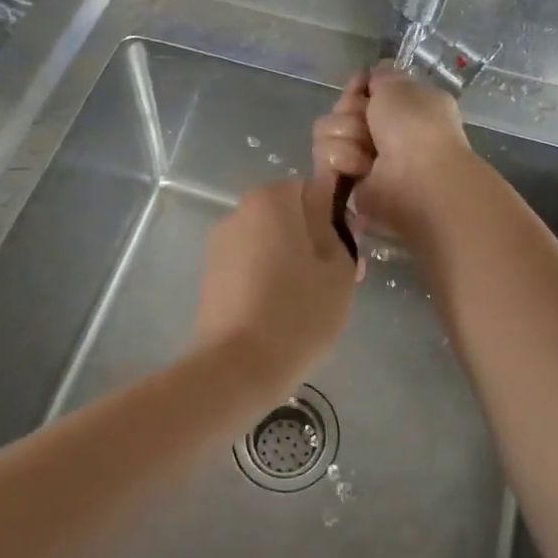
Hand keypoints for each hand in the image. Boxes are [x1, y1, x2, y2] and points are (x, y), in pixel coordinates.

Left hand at [193, 174, 359, 381]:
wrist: (237, 368)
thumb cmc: (299, 312)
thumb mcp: (340, 269)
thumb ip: (339, 230)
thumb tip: (334, 209)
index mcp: (271, 199)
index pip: (312, 189)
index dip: (334, 216)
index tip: (346, 250)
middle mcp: (239, 212)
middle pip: (288, 215)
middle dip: (312, 239)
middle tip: (334, 280)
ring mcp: (219, 245)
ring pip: (269, 242)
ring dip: (290, 259)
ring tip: (309, 301)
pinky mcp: (210, 276)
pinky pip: (250, 265)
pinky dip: (267, 278)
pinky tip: (281, 312)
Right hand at [312, 63, 472, 236]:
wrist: (416, 178)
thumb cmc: (416, 128)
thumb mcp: (402, 86)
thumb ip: (383, 75)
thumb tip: (373, 74)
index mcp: (402, 108)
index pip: (362, 89)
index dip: (358, 86)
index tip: (361, 87)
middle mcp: (381, 133)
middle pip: (341, 109)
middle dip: (351, 112)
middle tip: (370, 125)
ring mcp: (361, 159)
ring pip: (326, 132)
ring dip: (346, 137)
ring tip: (369, 154)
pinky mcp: (343, 183)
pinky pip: (324, 159)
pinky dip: (342, 160)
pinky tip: (360, 169)